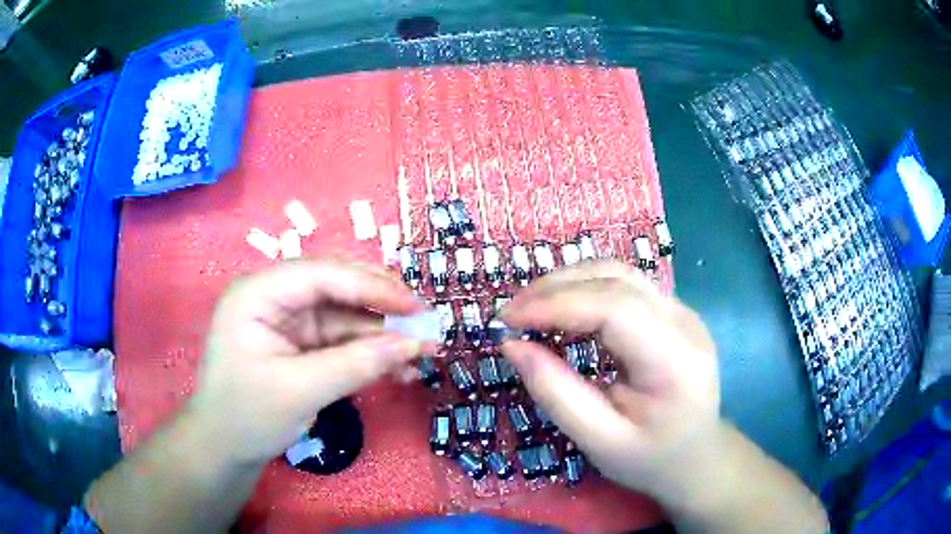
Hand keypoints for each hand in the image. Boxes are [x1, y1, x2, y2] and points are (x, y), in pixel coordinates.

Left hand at [186, 257, 426, 465]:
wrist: (225, 448)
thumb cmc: (247, 417)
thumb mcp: (299, 391)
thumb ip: (355, 365)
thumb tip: (412, 346)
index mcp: (258, 293)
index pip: (322, 274)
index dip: (372, 286)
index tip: (415, 307)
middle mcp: (274, 297)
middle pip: (337, 287)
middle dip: (382, 307)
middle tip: (424, 324)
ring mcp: (289, 320)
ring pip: (346, 315)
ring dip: (383, 334)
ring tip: (421, 353)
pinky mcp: (301, 343)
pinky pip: (343, 340)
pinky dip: (371, 353)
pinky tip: (399, 368)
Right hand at [500, 261, 719, 495]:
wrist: (696, 456)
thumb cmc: (649, 458)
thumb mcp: (599, 441)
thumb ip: (556, 394)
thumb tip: (512, 346)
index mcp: (675, 361)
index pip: (615, 308)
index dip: (557, 304)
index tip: (508, 320)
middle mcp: (685, 323)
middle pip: (616, 280)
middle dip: (555, 288)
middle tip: (509, 314)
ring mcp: (683, 311)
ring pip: (619, 273)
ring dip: (568, 282)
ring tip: (529, 309)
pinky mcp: (673, 311)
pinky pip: (624, 285)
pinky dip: (584, 289)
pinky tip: (561, 310)